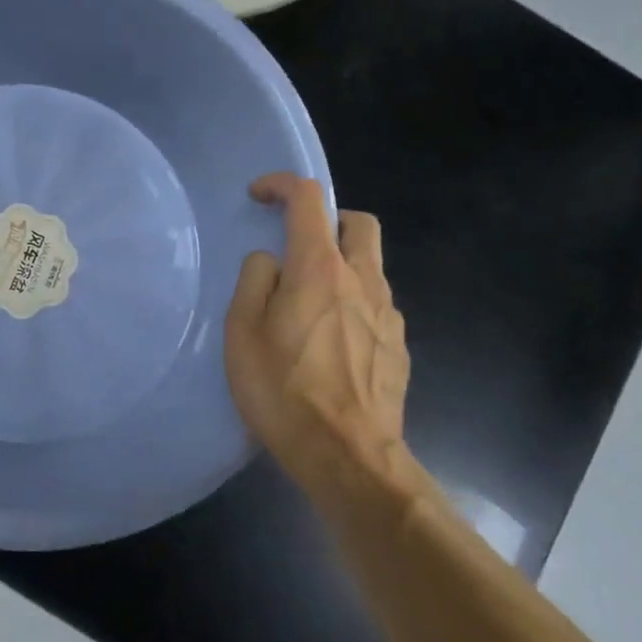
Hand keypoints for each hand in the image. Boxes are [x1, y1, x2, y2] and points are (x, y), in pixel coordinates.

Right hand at [224, 173, 410, 496]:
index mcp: (319, 269)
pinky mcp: (399, 347)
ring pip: (371, 265)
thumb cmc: (284, 391)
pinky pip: (376, 305)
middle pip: (359, 222)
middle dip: (328, 218)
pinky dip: (353, 302)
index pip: (309, 199)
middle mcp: (362, 281)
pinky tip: (330, 342)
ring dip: (340, 264)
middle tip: (298, 244)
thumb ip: (254, 282)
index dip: (283, 185)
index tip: (259, 196)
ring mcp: (388, 314)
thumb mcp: (242, 333)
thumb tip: (269, 261)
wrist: (348, 456)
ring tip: (308, 304)